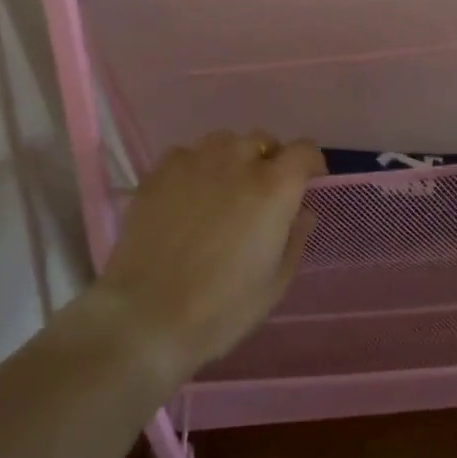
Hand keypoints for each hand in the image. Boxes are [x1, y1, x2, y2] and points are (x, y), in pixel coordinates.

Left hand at [92, 130, 324, 374]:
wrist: (147, 315)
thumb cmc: (222, 307)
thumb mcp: (275, 283)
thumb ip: (295, 239)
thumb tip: (301, 213)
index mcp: (274, 187)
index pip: (304, 150)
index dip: (309, 165)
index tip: (306, 185)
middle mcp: (237, 161)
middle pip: (263, 141)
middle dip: (269, 161)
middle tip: (261, 195)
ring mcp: (194, 162)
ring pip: (223, 141)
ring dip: (232, 158)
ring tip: (222, 189)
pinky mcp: (159, 172)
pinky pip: (186, 154)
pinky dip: (194, 167)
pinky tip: (187, 195)